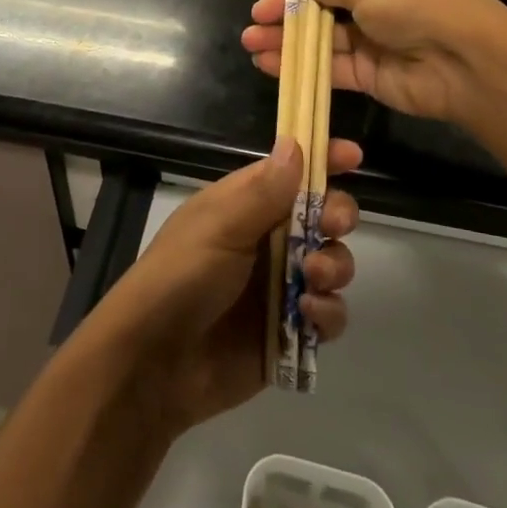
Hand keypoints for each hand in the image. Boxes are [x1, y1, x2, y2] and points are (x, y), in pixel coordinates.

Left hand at [85, 136, 359, 432]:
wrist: (154, 364)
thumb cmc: (181, 277)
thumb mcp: (219, 226)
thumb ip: (263, 191)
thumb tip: (295, 143)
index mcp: (245, 204)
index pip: (291, 171)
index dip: (322, 160)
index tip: (353, 157)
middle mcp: (268, 239)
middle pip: (322, 215)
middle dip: (337, 215)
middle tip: (332, 225)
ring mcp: (281, 285)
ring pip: (333, 262)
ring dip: (335, 265)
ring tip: (313, 278)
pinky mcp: (289, 330)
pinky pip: (328, 314)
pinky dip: (328, 312)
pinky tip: (307, 316)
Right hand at [242, 0, 506, 125]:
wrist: (466, 61)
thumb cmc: (415, 3)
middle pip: (321, 0)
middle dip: (287, 7)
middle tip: (256, 16)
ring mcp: (371, 37)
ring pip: (320, 35)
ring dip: (286, 37)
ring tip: (250, 42)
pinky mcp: (369, 72)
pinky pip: (329, 65)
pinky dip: (299, 64)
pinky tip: (268, 63)